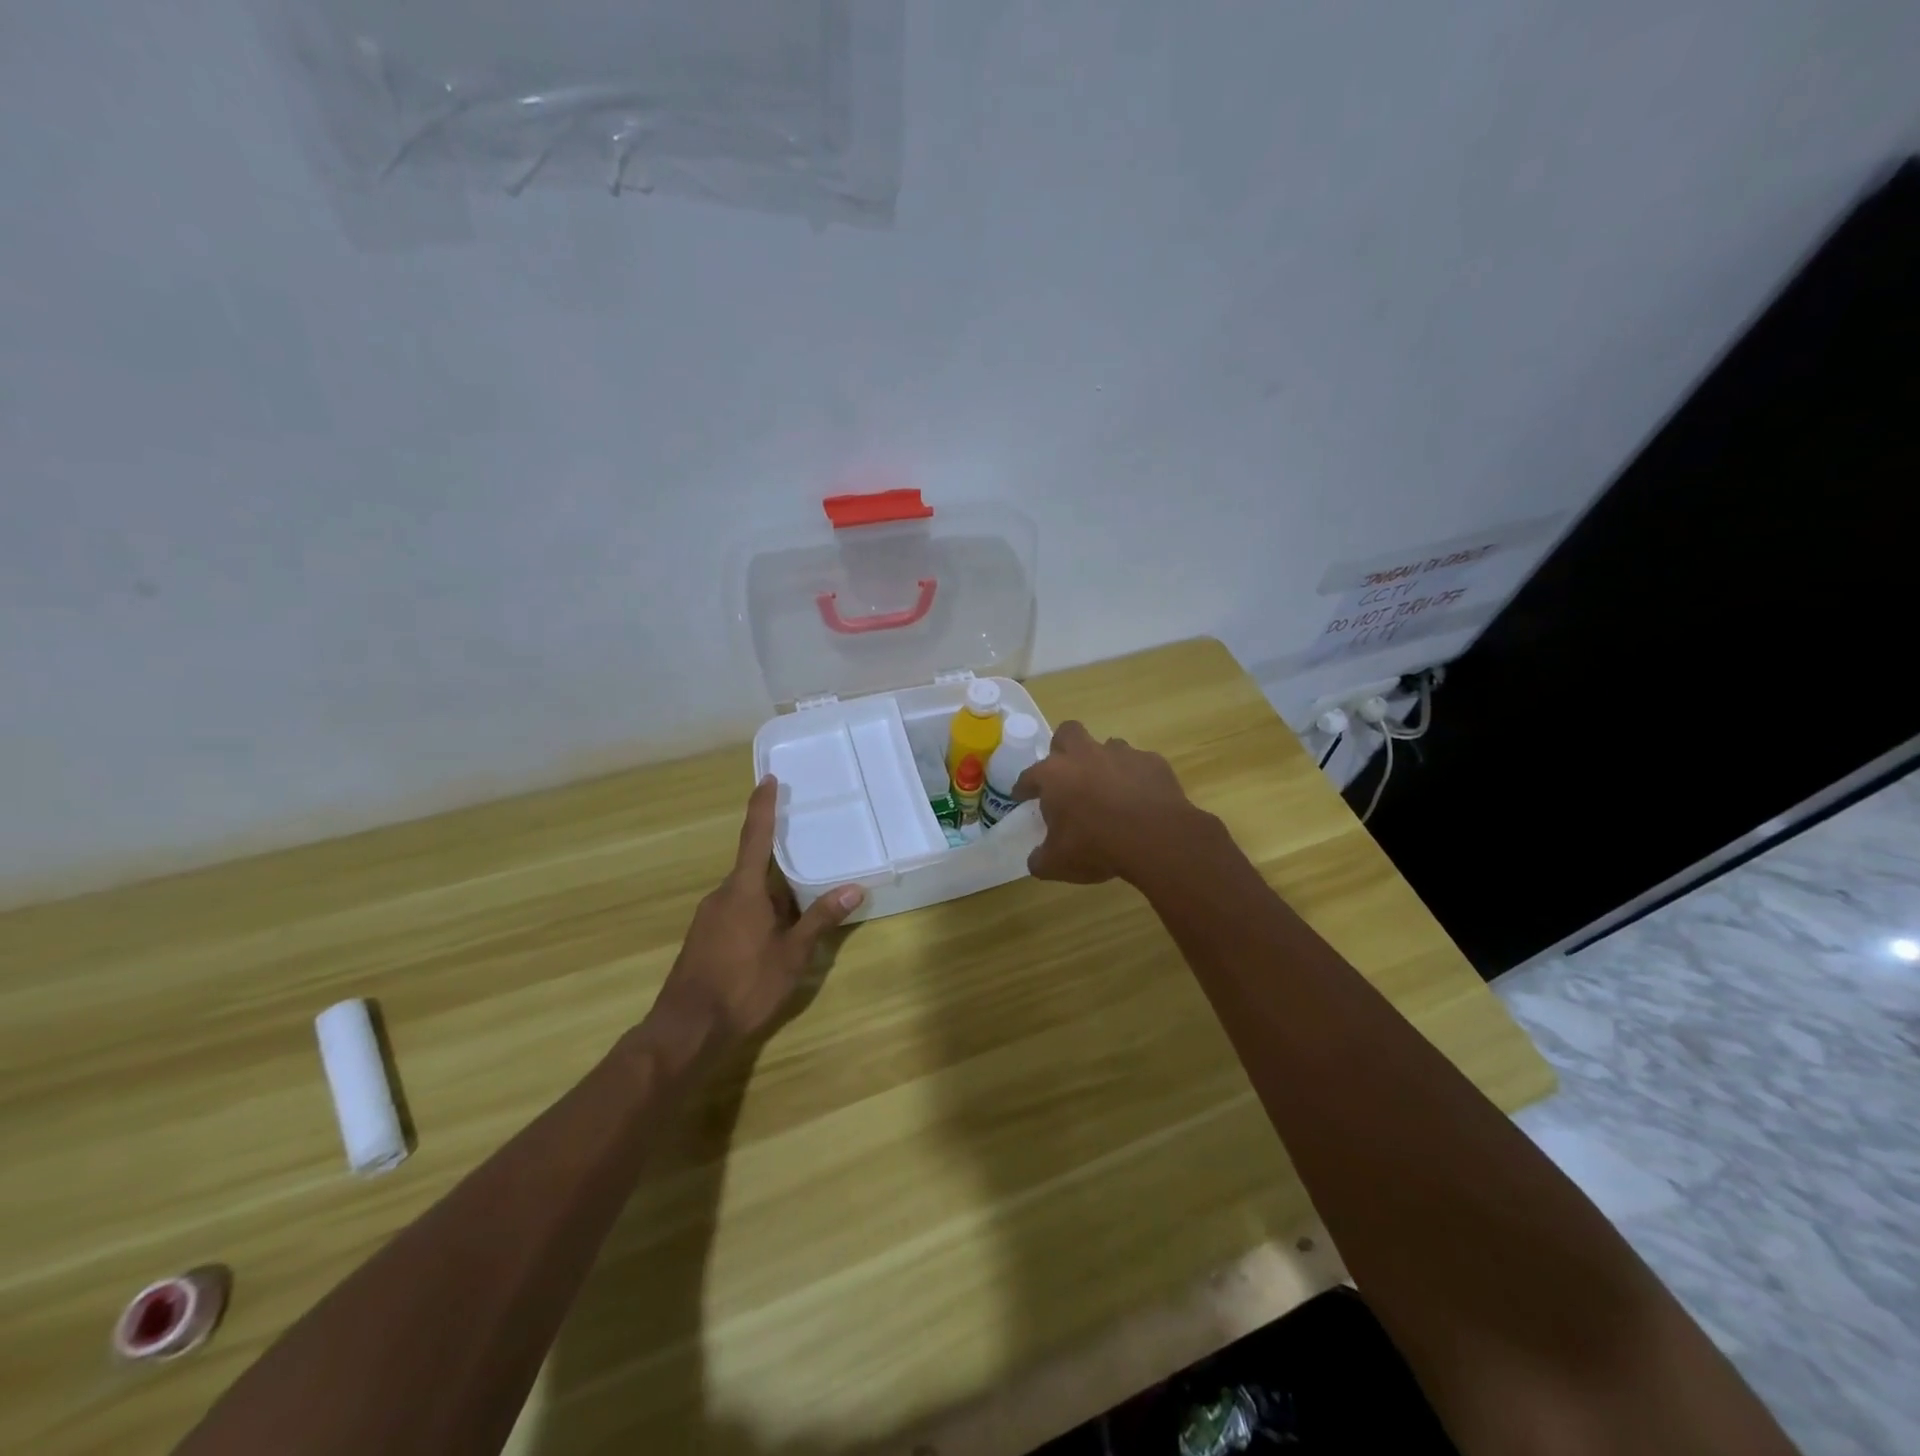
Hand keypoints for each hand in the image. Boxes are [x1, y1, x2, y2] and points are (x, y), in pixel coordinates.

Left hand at [649, 776, 865, 1050]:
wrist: (687, 1030)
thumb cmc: (744, 986)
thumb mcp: (792, 955)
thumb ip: (820, 919)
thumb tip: (854, 888)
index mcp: (744, 890)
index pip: (755, 836)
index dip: (762, 806)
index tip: (768, 779)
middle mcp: (722, 895)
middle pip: (756, 871)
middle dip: (783, 874)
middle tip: (812, 871)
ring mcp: (708, 918)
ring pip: (747, 896)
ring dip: (773, 901)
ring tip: (800, 916)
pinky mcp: (703, 939)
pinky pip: (736, 913)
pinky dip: (758, 917)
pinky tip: (773, 942)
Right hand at [1011, 721, 1208, 883]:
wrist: (1156, 838)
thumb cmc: (1097, 846)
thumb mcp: (1058, 863)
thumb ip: (1041, 858)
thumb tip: (1037, 859)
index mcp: (1054, 775)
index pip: (1029, 776)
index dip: (1023, 787)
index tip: (1022, 796)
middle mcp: (1085, 755)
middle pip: (1067, 733)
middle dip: (1063, 748)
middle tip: (1067, 775)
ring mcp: (1121, 754)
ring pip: (1107, 746)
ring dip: (1103, 763)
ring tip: (1108, 789)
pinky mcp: (1152, 762)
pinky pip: (1139, 764)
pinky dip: (1136, 778)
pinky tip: (1140, 798)